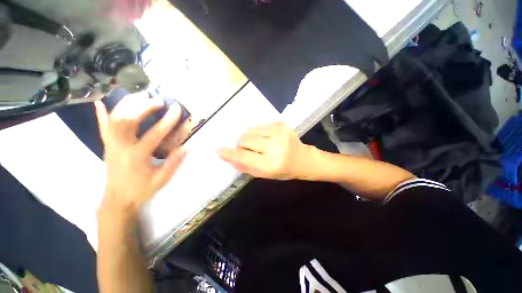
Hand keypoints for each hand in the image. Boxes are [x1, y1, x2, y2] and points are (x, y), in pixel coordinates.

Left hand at [95, 92, 187, 217]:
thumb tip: (186, 148)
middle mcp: (121, 147)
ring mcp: (111, 145)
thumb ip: (173, 163)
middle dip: (144, 107)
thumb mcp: (161, 179)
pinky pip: (103, 128)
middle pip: (129, 121)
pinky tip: (100, 103)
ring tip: (140, 96)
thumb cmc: (141, 189)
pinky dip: (101, 115)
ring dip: (126, 105)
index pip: (154, 134)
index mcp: (137, 156)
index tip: (176, 109)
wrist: (117, 199)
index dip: (167, 121)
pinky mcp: (107, 146)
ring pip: (115, 120)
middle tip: (158, 100)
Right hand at [218, 122, 314, 179]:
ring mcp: (279, 132)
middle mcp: (275, 147)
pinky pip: (259, 125)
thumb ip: (244, 166)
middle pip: (245, 139)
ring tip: (258, 143)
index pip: (244, 156)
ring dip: (248, 137)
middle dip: (241, 144)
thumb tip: (227, 157)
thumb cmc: (283, 170)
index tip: (219, 150)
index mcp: (271, 164)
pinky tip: (266, 138)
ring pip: (250, 130)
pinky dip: (257, 132)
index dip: (230, 153)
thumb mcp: (264, 174)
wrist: (303, 159)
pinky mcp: (281, 124)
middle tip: (247, 149)